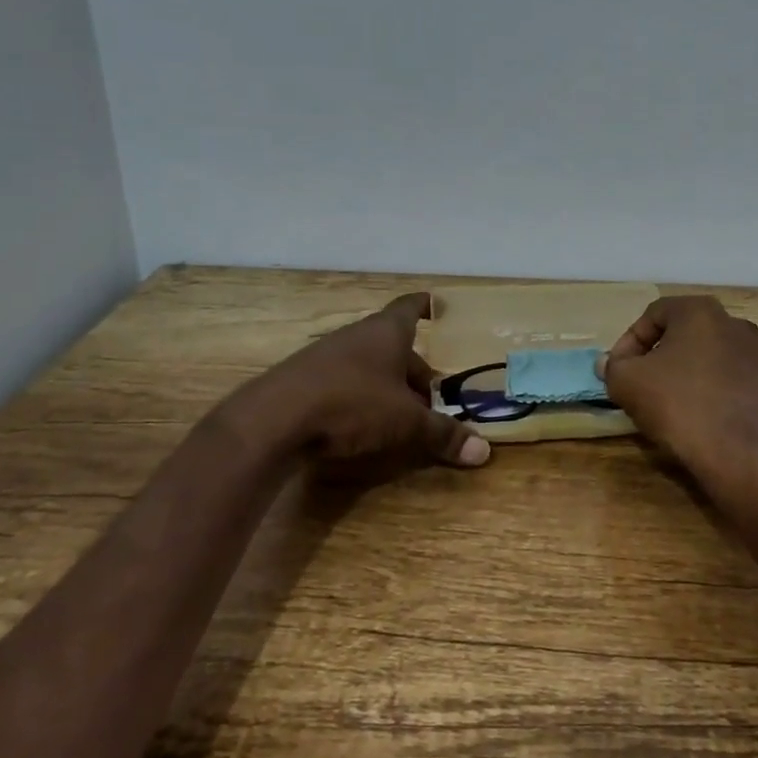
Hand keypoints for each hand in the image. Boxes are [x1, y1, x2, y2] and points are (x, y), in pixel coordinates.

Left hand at [211, 293, 490, 471]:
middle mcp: (356, 336)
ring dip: (386, 385)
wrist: (272, 420)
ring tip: (402, 412)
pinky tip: (361, 424)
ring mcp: (325, 356)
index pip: (410, 308)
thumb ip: (442, 435)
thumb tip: (484, 452)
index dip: (425, 306)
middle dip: (414, 368)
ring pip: (367, 365)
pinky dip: (358, 397)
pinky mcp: (302, 381)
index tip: (437, 306)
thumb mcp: (405, 423)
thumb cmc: (351, 405)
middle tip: (434, 391)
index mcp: (386, 333)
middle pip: (392, 345)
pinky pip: (342, 382)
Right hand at [598, 296, 757, 480]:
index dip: (630, 341)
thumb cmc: (678, 406)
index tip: (619, 370)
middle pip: (685, 334)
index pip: (654, 314)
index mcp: (701, 312)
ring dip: (687, 373)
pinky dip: (712, 393)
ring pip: (710, 358)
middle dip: (659, 355)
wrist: (739, 457)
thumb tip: (608, 362)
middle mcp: (735, 325)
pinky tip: (699, 418)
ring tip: (669, 402)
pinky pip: (731, 383)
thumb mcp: (627, 382)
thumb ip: (614, 366)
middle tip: (641, 382)